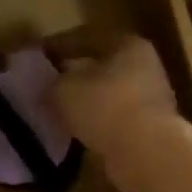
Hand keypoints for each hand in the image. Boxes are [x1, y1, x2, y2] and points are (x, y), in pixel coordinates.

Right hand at [50, 35, 180, 190]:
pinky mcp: (152, 128)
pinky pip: (116, 118)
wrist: (147, 154)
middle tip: (49, 82)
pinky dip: (98, 121)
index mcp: (127, 44)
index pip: (87, 37)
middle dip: (75, 73)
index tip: (39, 54)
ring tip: (60, 109)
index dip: (59, 45)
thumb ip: (53, 83)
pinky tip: (78, 130)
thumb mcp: (64, 89)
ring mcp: (152, 98)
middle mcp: (145, 66)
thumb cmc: (105, 107)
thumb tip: (50, 86)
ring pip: (110, 93)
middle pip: (102, 65)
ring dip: (87, 100)